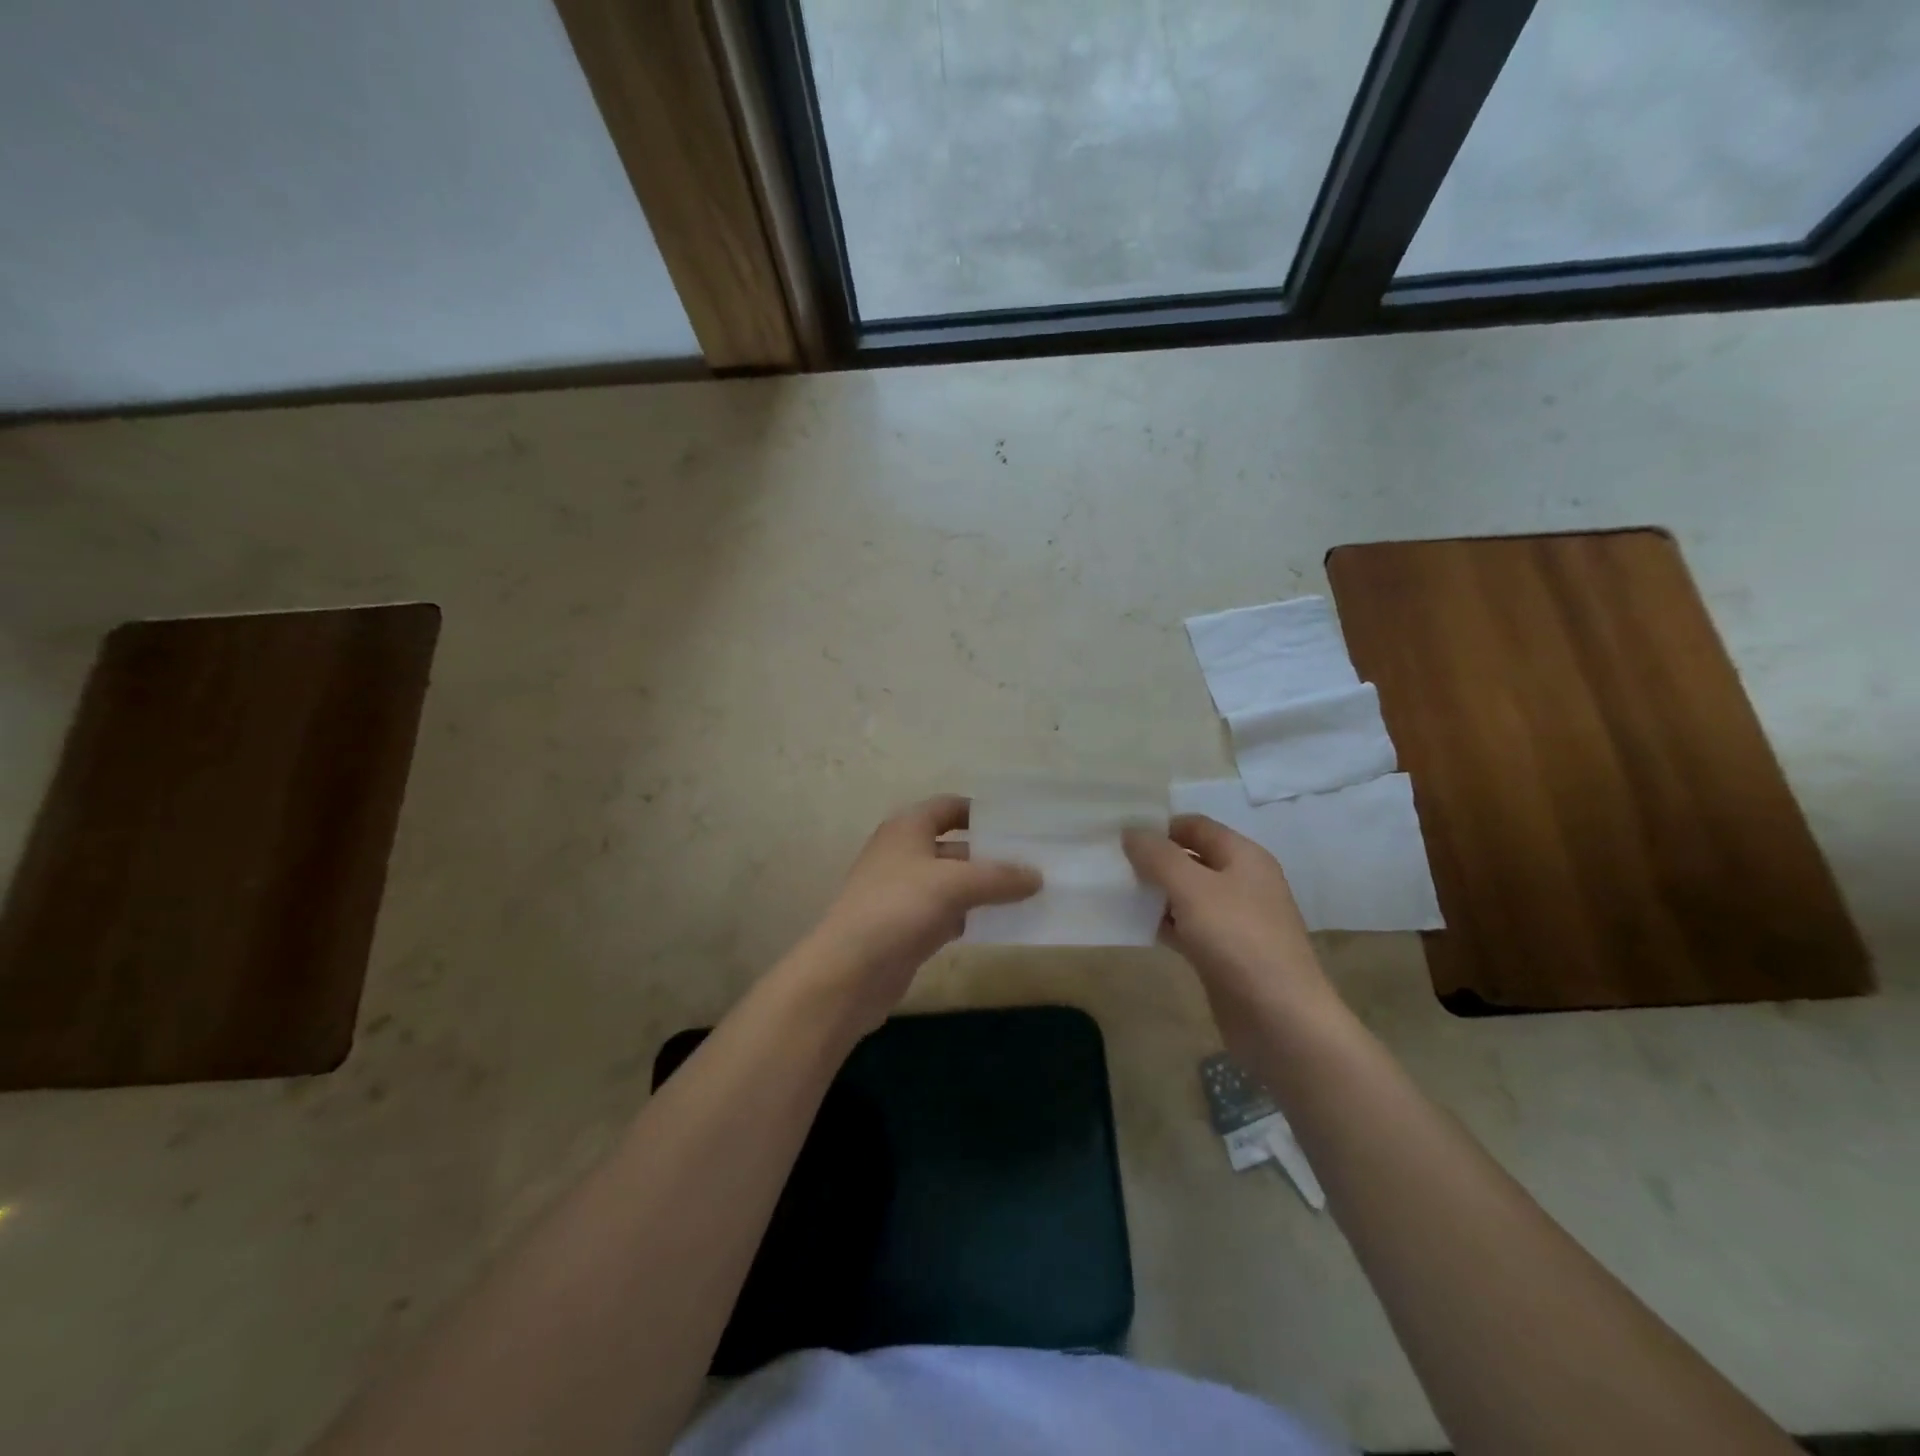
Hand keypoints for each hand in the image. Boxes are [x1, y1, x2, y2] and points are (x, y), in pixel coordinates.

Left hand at [801, 795, 1041, 1024]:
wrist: (850, 971)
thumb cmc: (899, 908)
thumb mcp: (955, 884)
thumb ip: (999, 877)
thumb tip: (1037, 876)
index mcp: (907, 828)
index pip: (949, 807)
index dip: (982, 812)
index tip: (1020, 823)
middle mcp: (903, 853)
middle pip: (955, 846)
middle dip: (991, 854)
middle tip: (1035, 861)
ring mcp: (903, 892)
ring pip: (952, 882)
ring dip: (984, 888)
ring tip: (1029, 892)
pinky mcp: (907, 927)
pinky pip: (947, 913)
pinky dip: (970, 916)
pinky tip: (999, 924)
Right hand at [1123, 815, 1333, 1015]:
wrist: (1280, 1019)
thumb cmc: (1238, 940)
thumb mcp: (1193, 888)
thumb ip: (1159, 856)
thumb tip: (1131, 831)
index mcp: (1244, 857)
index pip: (1196, 826)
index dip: (1160, 826)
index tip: (1120, 835)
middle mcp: (1242, 883)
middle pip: (1191, 859)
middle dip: (1154, 860)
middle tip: (1112, 864)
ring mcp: (1235, 921)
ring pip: (1187, 895)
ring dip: (1156, 893)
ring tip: (1115, 892)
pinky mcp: (1224, 954)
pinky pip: (1188, 927)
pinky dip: (1164, 923)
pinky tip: (1136, 926)